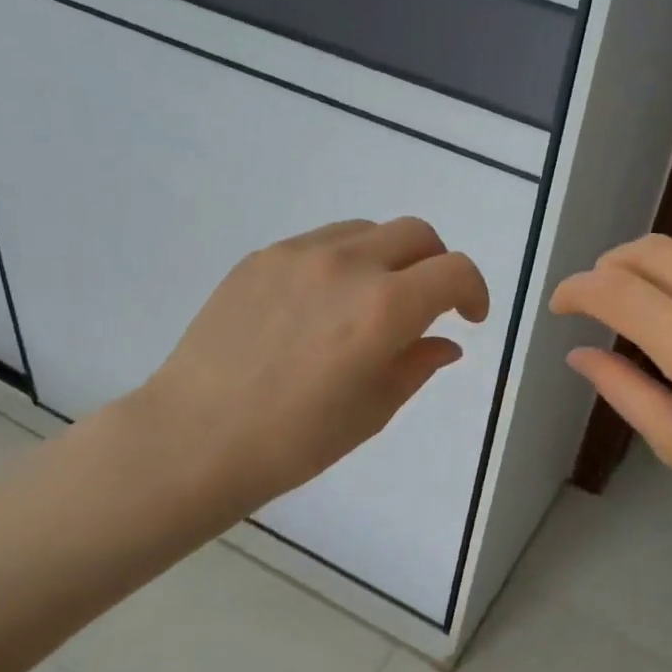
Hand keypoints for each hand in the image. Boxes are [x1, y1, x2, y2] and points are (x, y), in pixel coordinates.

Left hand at [123, 218, 489, 528]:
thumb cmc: (296, 440)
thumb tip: (444, 343)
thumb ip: (418, 364)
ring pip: (368, 231)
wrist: (197, 437)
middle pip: (417, 234)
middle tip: (427, 306)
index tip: (469, 318)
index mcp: (385, 308)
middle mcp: (348, 265)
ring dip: (389, 259)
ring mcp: (299, 254)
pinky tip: (321, 307)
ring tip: (371, 303)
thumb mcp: (374, 410)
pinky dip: (343, 263)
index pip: (455, 271)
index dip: (475, 291)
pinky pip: (321, 243)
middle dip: (436, 266)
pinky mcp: (262, 257)